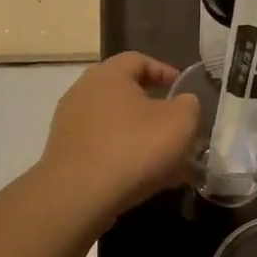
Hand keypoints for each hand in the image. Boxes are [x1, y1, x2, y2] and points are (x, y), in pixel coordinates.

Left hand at [39, 53, 197, 222]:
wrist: (80, 195)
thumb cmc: (134, 147)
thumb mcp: (180, 121)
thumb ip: (189, 106)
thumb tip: (183, 106)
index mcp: (108, 75)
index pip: (139, 60)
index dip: (166, 72)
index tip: (184, 92)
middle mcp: (83, 93)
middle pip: (128, 96)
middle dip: (158, 113)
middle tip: (181, 131)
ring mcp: (71, 126)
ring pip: (119, 127)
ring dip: (145, 140)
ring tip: (171, 164)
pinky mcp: (67, 156)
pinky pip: (106, 150)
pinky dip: (128, 159)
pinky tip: (149, 180)